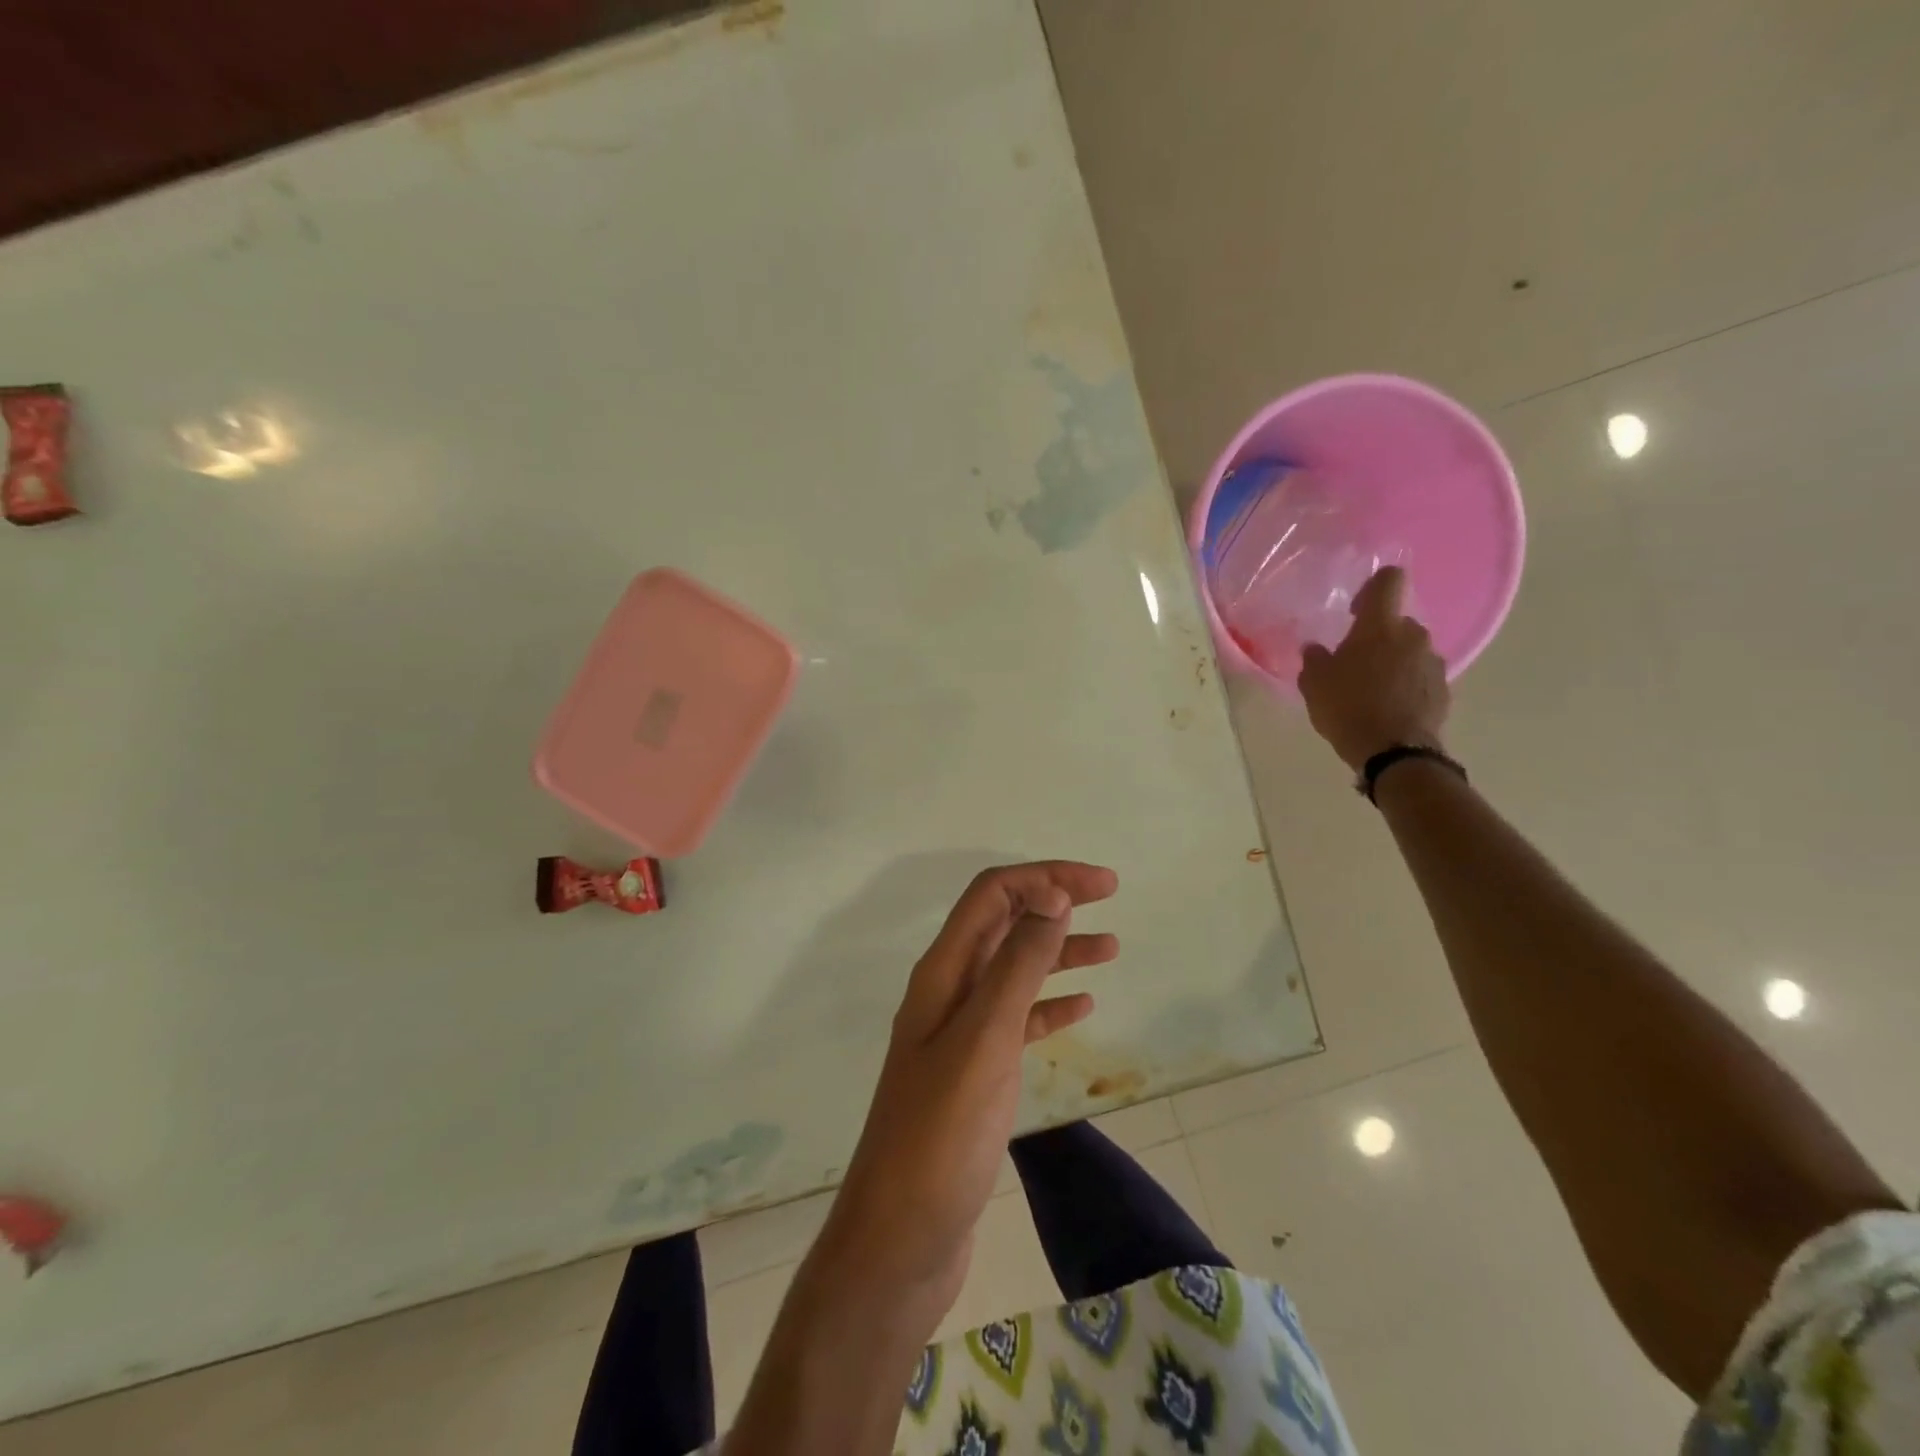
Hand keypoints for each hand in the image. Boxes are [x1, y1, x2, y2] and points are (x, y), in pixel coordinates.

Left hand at [817, 861, 1119, 1327]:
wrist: (901, 1238)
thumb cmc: (940, 1135)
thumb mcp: (984, 1039)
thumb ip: (1017, 966)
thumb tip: (1052, 895)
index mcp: (943, 973)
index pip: (992, 896)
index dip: (1045, 877)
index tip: (1102, 884)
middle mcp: (949, 991)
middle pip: (1003, 924)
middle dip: (1053, 901)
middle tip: (1109, 896)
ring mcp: (961, 1033)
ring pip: (1015, 970)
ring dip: (1058, 950)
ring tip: (1111, 948)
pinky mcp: (976, 1073)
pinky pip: (1018, 1020)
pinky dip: (1050, 1003)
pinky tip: (1082, 1005)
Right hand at [1298, 565, 1450, 769]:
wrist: (1394, 751)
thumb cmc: (1347, 707)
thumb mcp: (1314, 684)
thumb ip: (1314, 659)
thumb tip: (1316, 648)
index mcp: (1380, 626)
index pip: (1389, 580)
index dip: (1373, 586)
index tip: (1355, 609)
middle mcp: (1413, 635)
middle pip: (1396, 622)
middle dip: (1377, 637)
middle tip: (1354, 662)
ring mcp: (1433, 662)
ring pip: (1410, 650)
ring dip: (1393, 661)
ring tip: (1372, 689)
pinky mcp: (1443, 688)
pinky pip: (1420, 675)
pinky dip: (1406, 683)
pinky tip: (1388, 706)